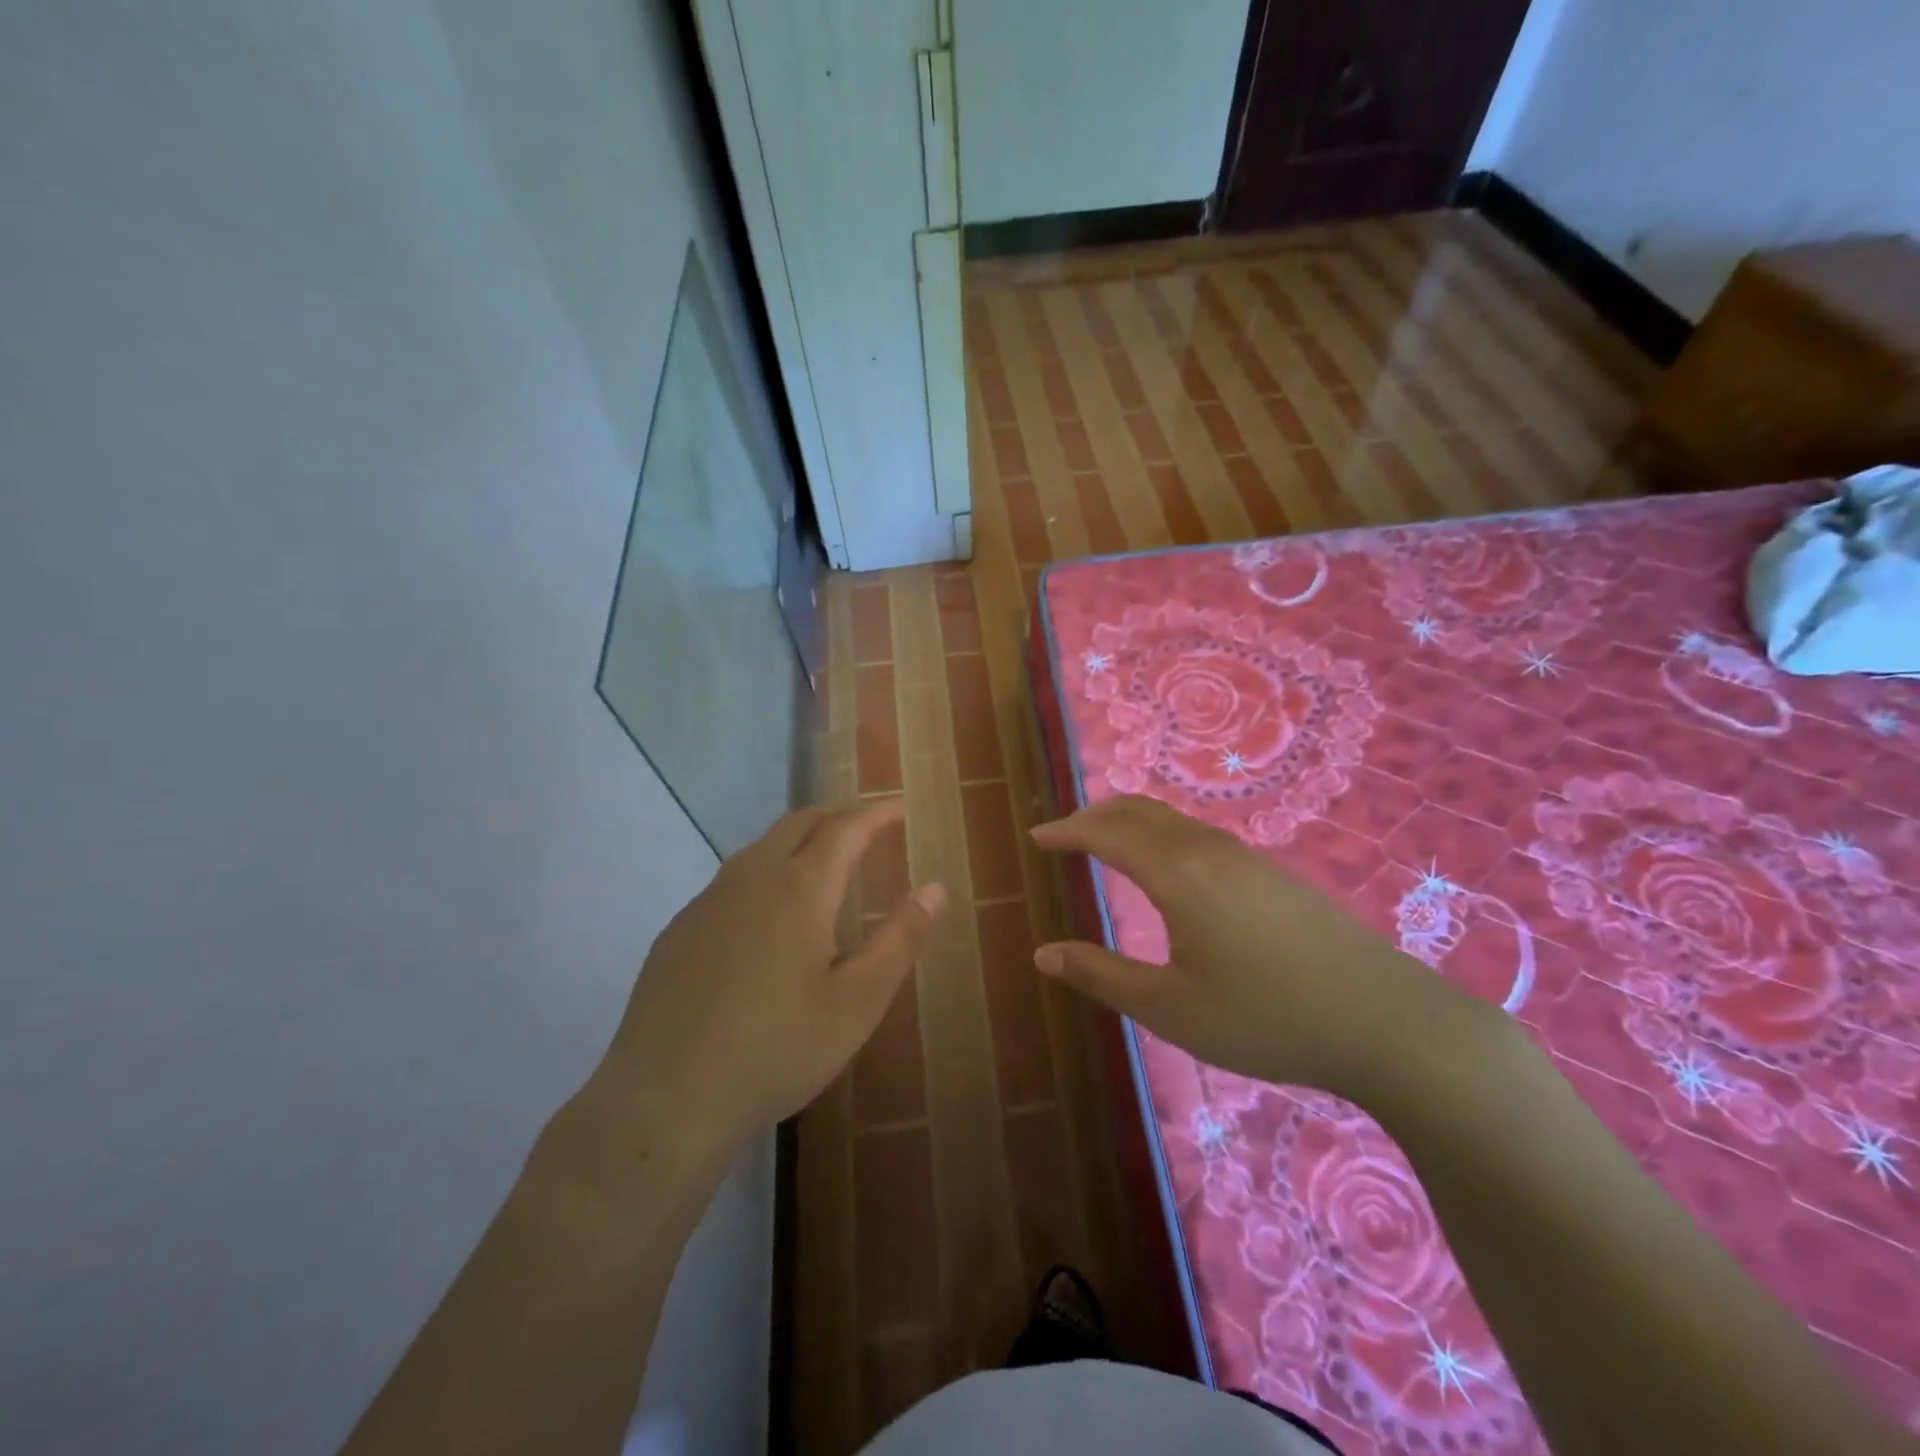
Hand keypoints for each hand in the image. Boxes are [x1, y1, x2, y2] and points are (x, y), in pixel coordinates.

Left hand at [600, 800, 944, 1150]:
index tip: (900, 808)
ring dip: (799, 842)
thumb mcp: (857, 1002)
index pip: (846, 827)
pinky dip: (764, 875)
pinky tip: (766, 918)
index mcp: (800, 888)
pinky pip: (731, 881)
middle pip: (799, 823)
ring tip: (823, 865)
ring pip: (760, 848)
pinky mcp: (678, 929)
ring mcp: (707, 901)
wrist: (665, 1099)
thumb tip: (934, 889)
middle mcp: (751, 878)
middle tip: (868, 829)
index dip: (877, 813)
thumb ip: (900, 939)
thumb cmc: (777, 1049)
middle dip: (838, 817)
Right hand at [1029, 795, 1481, 1104]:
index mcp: (1177, 873)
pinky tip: (1169, 867)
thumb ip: (1102, 976)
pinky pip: (1200, 834)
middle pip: (1139, 811)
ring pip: (1173, 820)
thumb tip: (1043, 954)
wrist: (1387, 1022)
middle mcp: (1209, 850)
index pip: (1106, 834)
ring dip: (1131, 821)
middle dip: (1095, 815)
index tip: (1036, 836)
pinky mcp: (1274, 873)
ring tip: (1107, 842)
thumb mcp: (1170, 1008)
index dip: (1067, 831)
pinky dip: (1163, 833)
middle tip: (1064, 833)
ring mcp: (1248, 858)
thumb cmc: (1266, 1017)